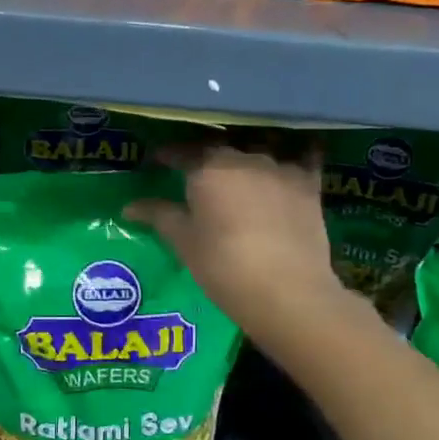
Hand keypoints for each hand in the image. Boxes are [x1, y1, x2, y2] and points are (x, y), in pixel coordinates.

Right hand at [124, 143, 343, 344]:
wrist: (287, 291)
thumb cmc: (224, 267)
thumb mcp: (185, 243)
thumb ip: (159, 216)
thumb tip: (129, 206)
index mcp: (208, 169)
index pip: (182, 153)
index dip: (169, 155)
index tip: (158, 160)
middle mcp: (243, 159)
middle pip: (220, 149)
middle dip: (205, 156)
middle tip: (197, 171)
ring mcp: (280, 168)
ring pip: (258, 149)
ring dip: (246, 155)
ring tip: (240, 169)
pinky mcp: (309, 184)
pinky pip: (304, 157)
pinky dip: (298, 154)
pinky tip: (298, 153)